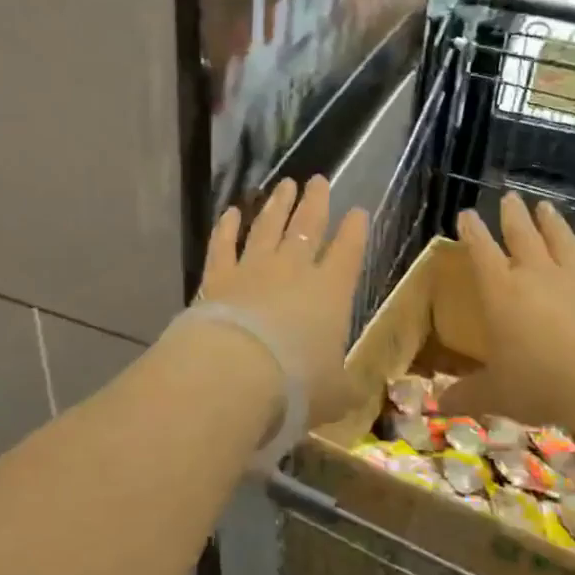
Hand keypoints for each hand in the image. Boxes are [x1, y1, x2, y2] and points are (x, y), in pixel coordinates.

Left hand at [198, 176, 368, 424]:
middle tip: (318, 180)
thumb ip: (345, 386)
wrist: (235, 373)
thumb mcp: (335, 394)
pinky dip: (227, 227)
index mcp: (331, 291)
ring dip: (277, 205)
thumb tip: (355, 391)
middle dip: (315, 202)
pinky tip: (231, 212)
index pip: (348, 251)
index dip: (355, 230)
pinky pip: (223, 245)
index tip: (358, 210)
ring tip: (285, 185)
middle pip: (307, 226)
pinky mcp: (217, 277)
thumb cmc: (297, 384)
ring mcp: (253, 269)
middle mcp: (293, 270)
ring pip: (268, 227)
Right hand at [444, 192, 574, 453]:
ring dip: (553, 224)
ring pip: (562, 243)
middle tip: (510, 197)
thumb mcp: (495, 395)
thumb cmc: (540, 383)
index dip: (472, 231)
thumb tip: (439, 405)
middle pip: (522, 236)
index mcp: (501, 291)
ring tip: (546, 207)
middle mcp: (536, 276)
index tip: (466, 214)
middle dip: (513, 216)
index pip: (481, 251)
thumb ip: (467, 395)